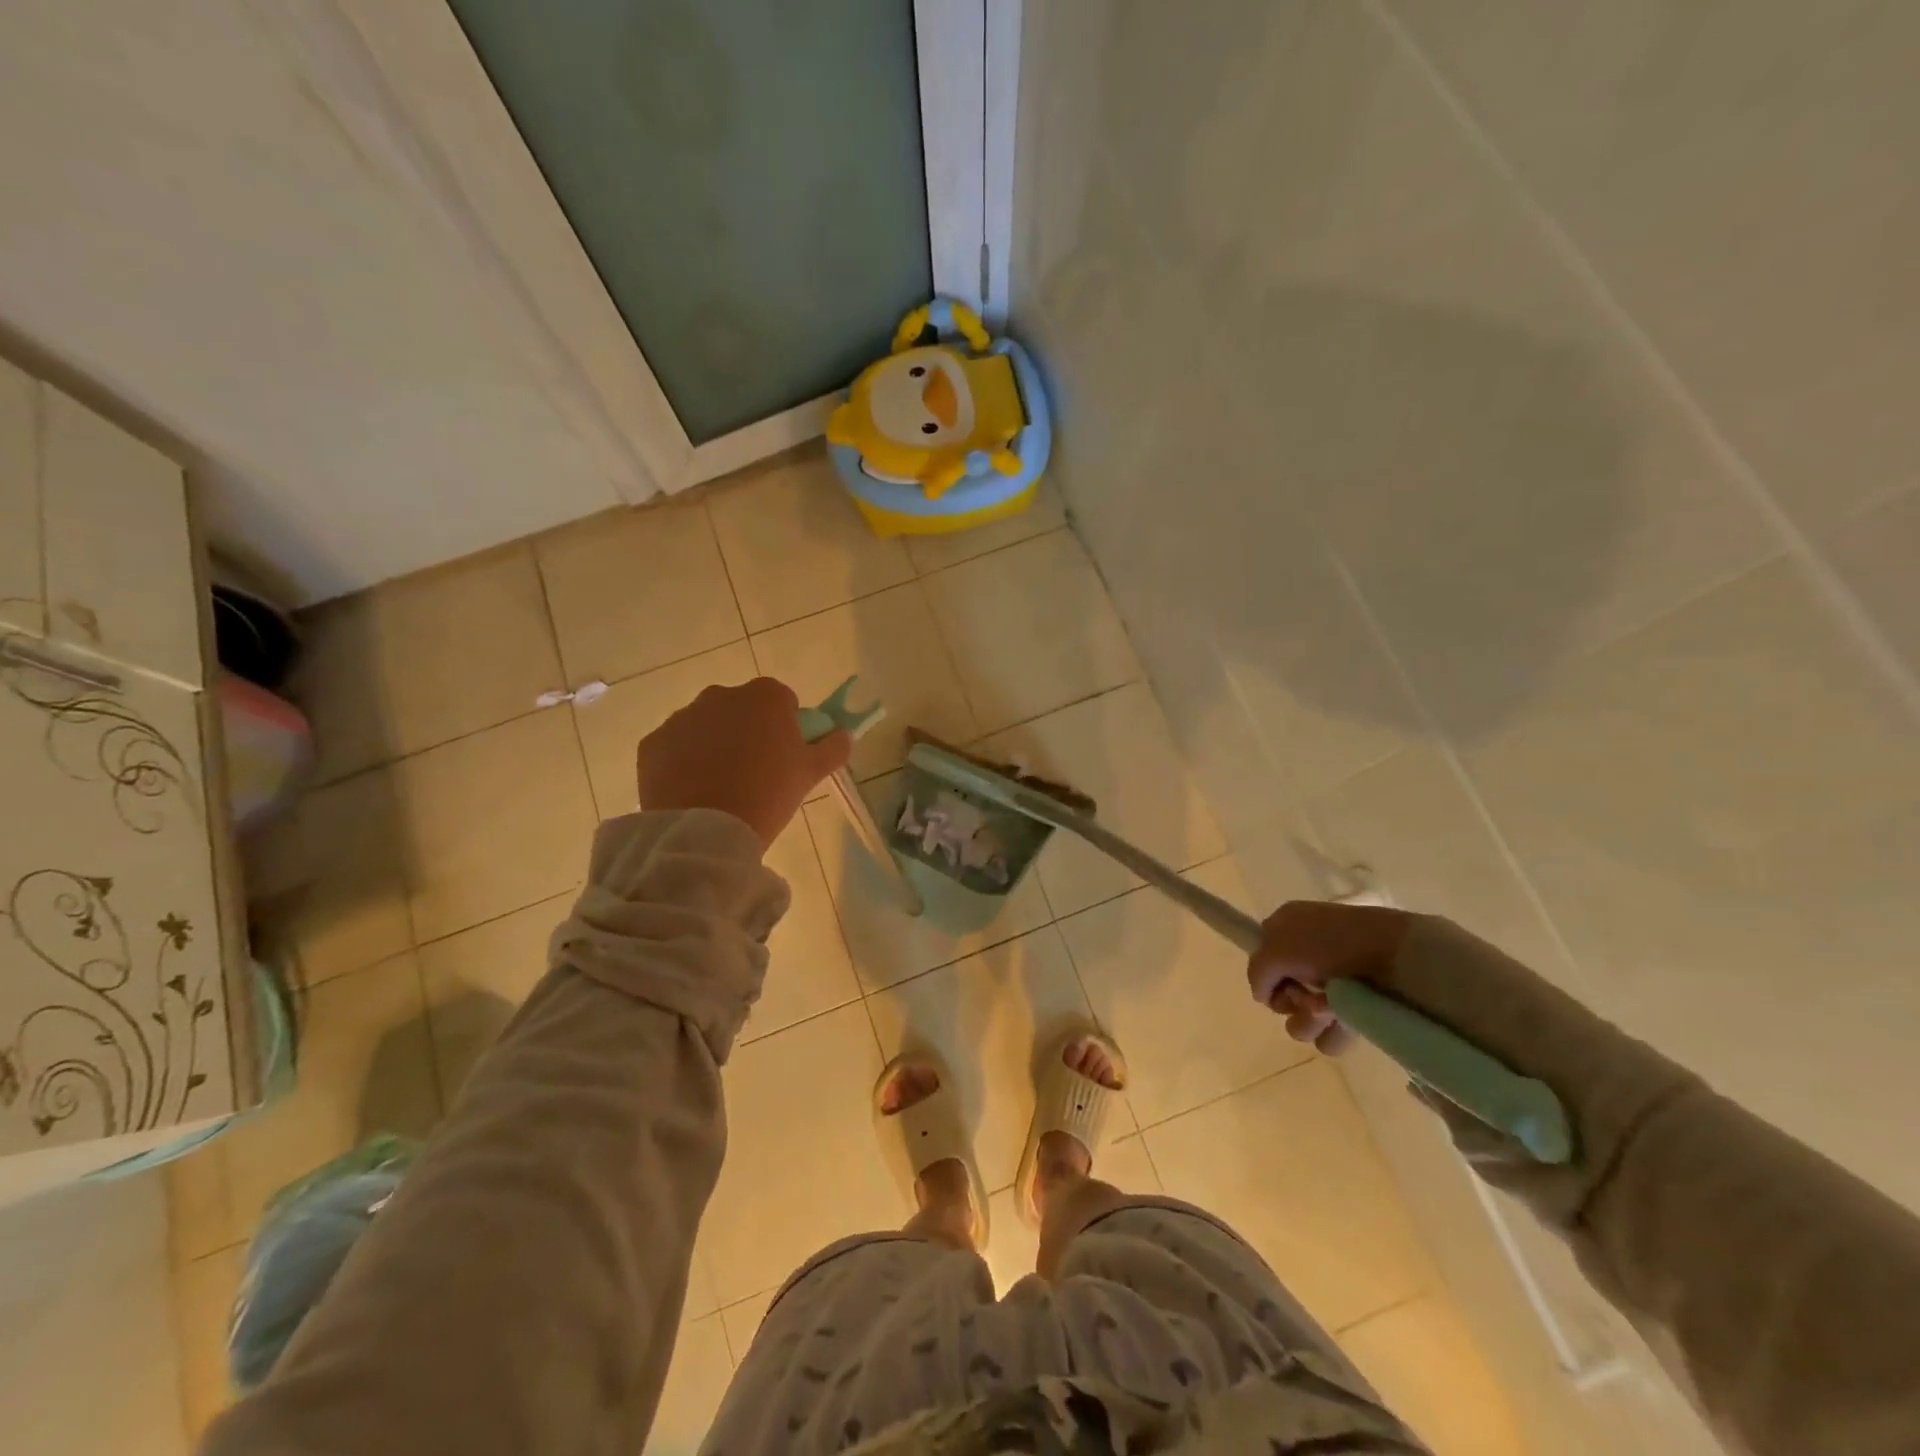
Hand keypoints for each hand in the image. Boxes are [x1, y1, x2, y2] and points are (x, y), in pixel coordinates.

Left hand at [636, 678, 851, 849]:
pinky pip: (676, 747)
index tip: (786, 755)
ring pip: (706, 726)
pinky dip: (684, 762)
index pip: (783, 701)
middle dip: (748, 731)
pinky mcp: (652, 743)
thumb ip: (833, 748)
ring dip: (714, 745)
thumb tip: (845, 735)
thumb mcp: (811, 773)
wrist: (705, 830)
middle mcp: (720, 696)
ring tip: (722, 786)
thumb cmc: (768, 794)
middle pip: (741, 709)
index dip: (787, 726)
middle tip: (756, 772)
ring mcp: (682, 717)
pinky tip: (694, 791)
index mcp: (764, 697)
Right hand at [1246, 901, 1415, 1053]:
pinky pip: (1330, 1035)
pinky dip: (1332, 1033)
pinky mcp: (1357, 1009)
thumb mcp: (1276, 948)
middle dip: (1290, 1002)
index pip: (1263, 958)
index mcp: (1289, 927)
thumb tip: (1263, 996)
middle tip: (1305, 996)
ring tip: (1327, 1012)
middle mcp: (1309, 954)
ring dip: (1308, 1020)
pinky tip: (1343, 1023)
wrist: (1397, 957)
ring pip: (1302, 1018)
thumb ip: (1257, 972)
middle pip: (1282, 993)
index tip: (1277, 983)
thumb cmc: (1330, 944)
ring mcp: (1334, 983)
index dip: (1267, 975)